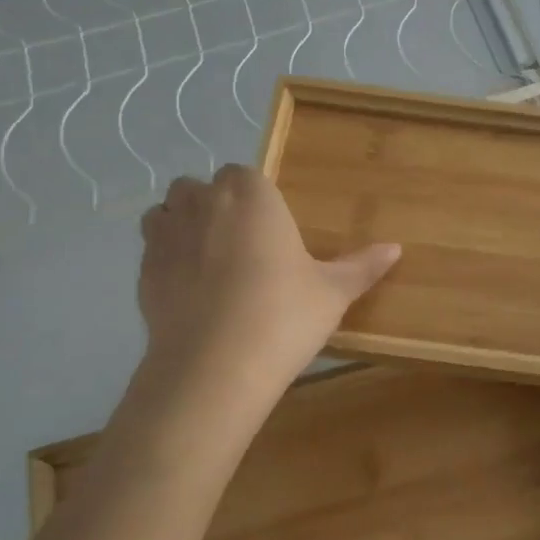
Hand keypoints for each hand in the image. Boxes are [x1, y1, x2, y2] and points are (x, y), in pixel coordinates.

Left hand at [137, 164, 400, 392]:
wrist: (216, 366)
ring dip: (182, 223)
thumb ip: (362, 266)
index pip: (245, 174)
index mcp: (251, 195)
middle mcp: (203, 202)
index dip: (255, 197)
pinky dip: (165, 259)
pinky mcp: (143, 270)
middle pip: (200, 186)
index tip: (269, 228)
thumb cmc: (283, 315)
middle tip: (242, 245)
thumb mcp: (332, 293)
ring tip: (207, 260)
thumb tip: (396, 248)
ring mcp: (166, 235)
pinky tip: (188, 291)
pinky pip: (152, 250)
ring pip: (166, 211)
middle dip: (215, 205)